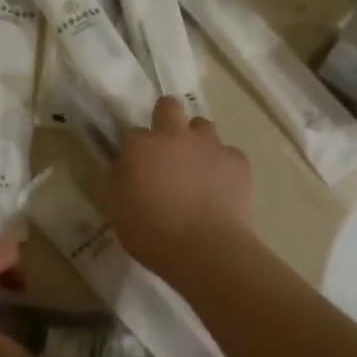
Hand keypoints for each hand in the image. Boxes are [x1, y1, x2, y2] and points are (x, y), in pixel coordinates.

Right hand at [109, 98, 253, 274]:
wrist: (206, 250)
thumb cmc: (152, 235)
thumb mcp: (119, 211)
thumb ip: (122, 183)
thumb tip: (128, 172)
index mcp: (141, 146)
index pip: (133, 133)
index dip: (136, 149)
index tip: (137, 167)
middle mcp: (174, 136)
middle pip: (169, 106)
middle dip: (166, 118)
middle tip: (167, 148)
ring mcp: (209, 145)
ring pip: (202, 126)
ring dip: (197, 141)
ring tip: (197, 168)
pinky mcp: (237, 161)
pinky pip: (228, 154)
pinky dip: (223, 166)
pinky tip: (221, 188)